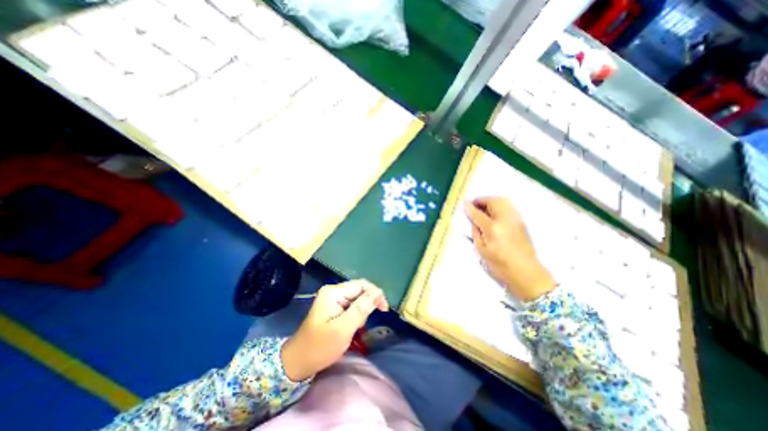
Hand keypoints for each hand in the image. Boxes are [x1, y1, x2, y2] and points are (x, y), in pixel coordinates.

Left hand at [281, 279, 390, 379]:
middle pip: (359, 290)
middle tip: (366, 323)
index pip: (362, 285)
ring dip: (362, 310)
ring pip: (356, 297)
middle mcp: (333, 290)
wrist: (298, 362)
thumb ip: (361, 309)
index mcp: (334, 292)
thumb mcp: (343, 329)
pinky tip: (353, 325)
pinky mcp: (333, 306)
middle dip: (368, 304)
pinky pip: (351, 304)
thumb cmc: (320, 347)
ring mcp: (332, 298)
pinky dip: (356, 314)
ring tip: (357, 326)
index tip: (384, 310)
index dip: (375, 294)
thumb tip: (379, 292)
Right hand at [465, 197, 555, 300]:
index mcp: (493, 229)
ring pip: (503, 201)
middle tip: (474, 204)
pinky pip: (509, 206)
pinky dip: (500, 205)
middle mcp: (505, 220)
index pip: (478, 213)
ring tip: (484, 207)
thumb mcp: (482, 251)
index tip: (464, 203)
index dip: (470, 207)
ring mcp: (516, 219)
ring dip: (491, 201)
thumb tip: (474, 222)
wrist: (527, 273)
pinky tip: (495, 212)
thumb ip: (476, 233)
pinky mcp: (522, 222)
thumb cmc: (501, 265)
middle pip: (493, 201)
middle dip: (482, 200)